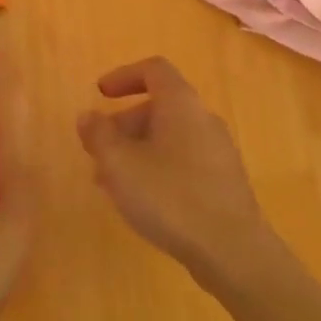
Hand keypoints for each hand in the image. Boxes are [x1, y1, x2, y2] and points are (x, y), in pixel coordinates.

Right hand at [76, 57, 278, 291]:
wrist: (232, 250)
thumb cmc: (170, 196)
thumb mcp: (120, 164)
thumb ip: (99, 135)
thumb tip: (88, 116)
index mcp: (181, 104)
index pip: (154, 70)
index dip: (123, 75)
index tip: (100, 94)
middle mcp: (204, 119)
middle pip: (159, 106)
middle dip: (123, 124)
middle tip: (97, 151)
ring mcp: (218, 151)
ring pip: (169, 137)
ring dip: (136, 150)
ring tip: (110, 183)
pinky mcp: (223, 181)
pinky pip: (183, 161)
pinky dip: (157, 168)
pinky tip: (141, 201)